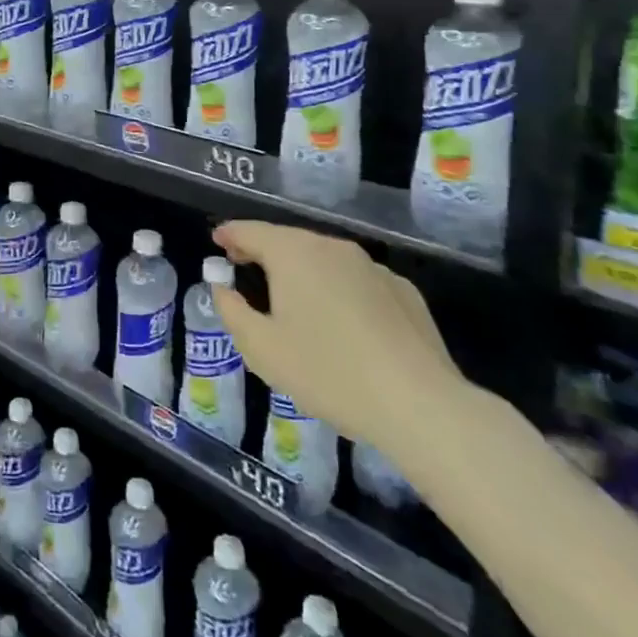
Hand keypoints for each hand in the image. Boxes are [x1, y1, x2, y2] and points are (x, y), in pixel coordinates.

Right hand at [209, 221, 465, 455]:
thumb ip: (232, 311)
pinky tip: (341, 322)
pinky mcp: (404, 291)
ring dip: (302, 271)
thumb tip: (223, 288)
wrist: (420, 405)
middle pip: (288, 241)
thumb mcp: (261, 348)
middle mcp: (333, 247)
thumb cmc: (328, 372)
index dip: (230, 234)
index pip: (250, 231)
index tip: (217, 241)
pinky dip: (338, 289)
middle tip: (245, 268)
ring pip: (325, 259)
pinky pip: (357, 281)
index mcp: (293, 253)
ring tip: (291, 298)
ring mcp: (373, 267)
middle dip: (264, 251)